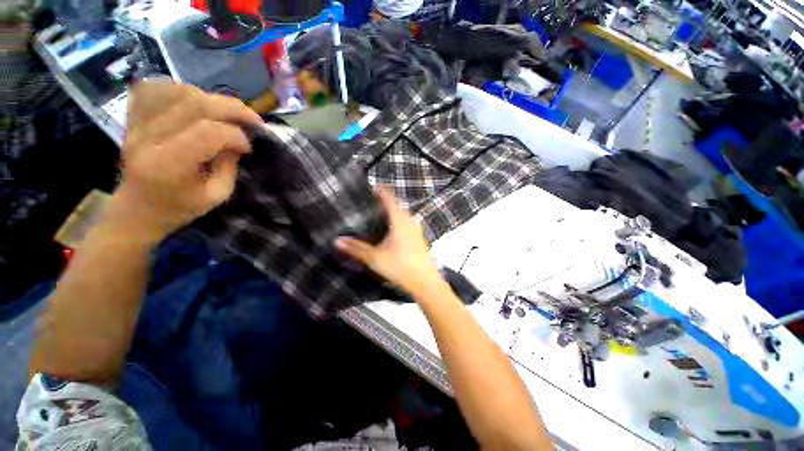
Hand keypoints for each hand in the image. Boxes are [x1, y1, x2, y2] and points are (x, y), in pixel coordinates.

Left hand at [108, 80, 262, 243]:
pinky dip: (181, 90)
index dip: (236, 135)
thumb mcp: (216, 196)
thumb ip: (229, 166)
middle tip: (253, 120)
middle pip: (195, 104)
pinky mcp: (132, 117)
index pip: (208, 132)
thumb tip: (238, 140)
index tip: (248, 148)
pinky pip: (155, 88)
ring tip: (226, 115)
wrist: (135, 210)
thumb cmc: (178, 208)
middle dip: (233, 109)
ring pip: (178, 91)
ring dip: (211, 99)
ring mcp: (135, 123)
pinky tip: (195, 104)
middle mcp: (147, 137)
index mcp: (168, 165)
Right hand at [336, 187, 443, 295]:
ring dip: (394, 212)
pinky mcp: (420, 238)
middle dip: (387, 202)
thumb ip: (356, 248)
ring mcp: (417, 230)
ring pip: (404, 215)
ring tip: (381, 216)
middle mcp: (410, 221)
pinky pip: (408, 224)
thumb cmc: (400, 267)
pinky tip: (393, 232)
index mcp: (399, 221)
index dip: (382, 191)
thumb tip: (338, 241)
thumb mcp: (375, 258)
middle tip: (374, 203)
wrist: (425, 281)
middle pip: (398, 206)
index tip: (373, 187)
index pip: (390, 199)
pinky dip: (399, 222)